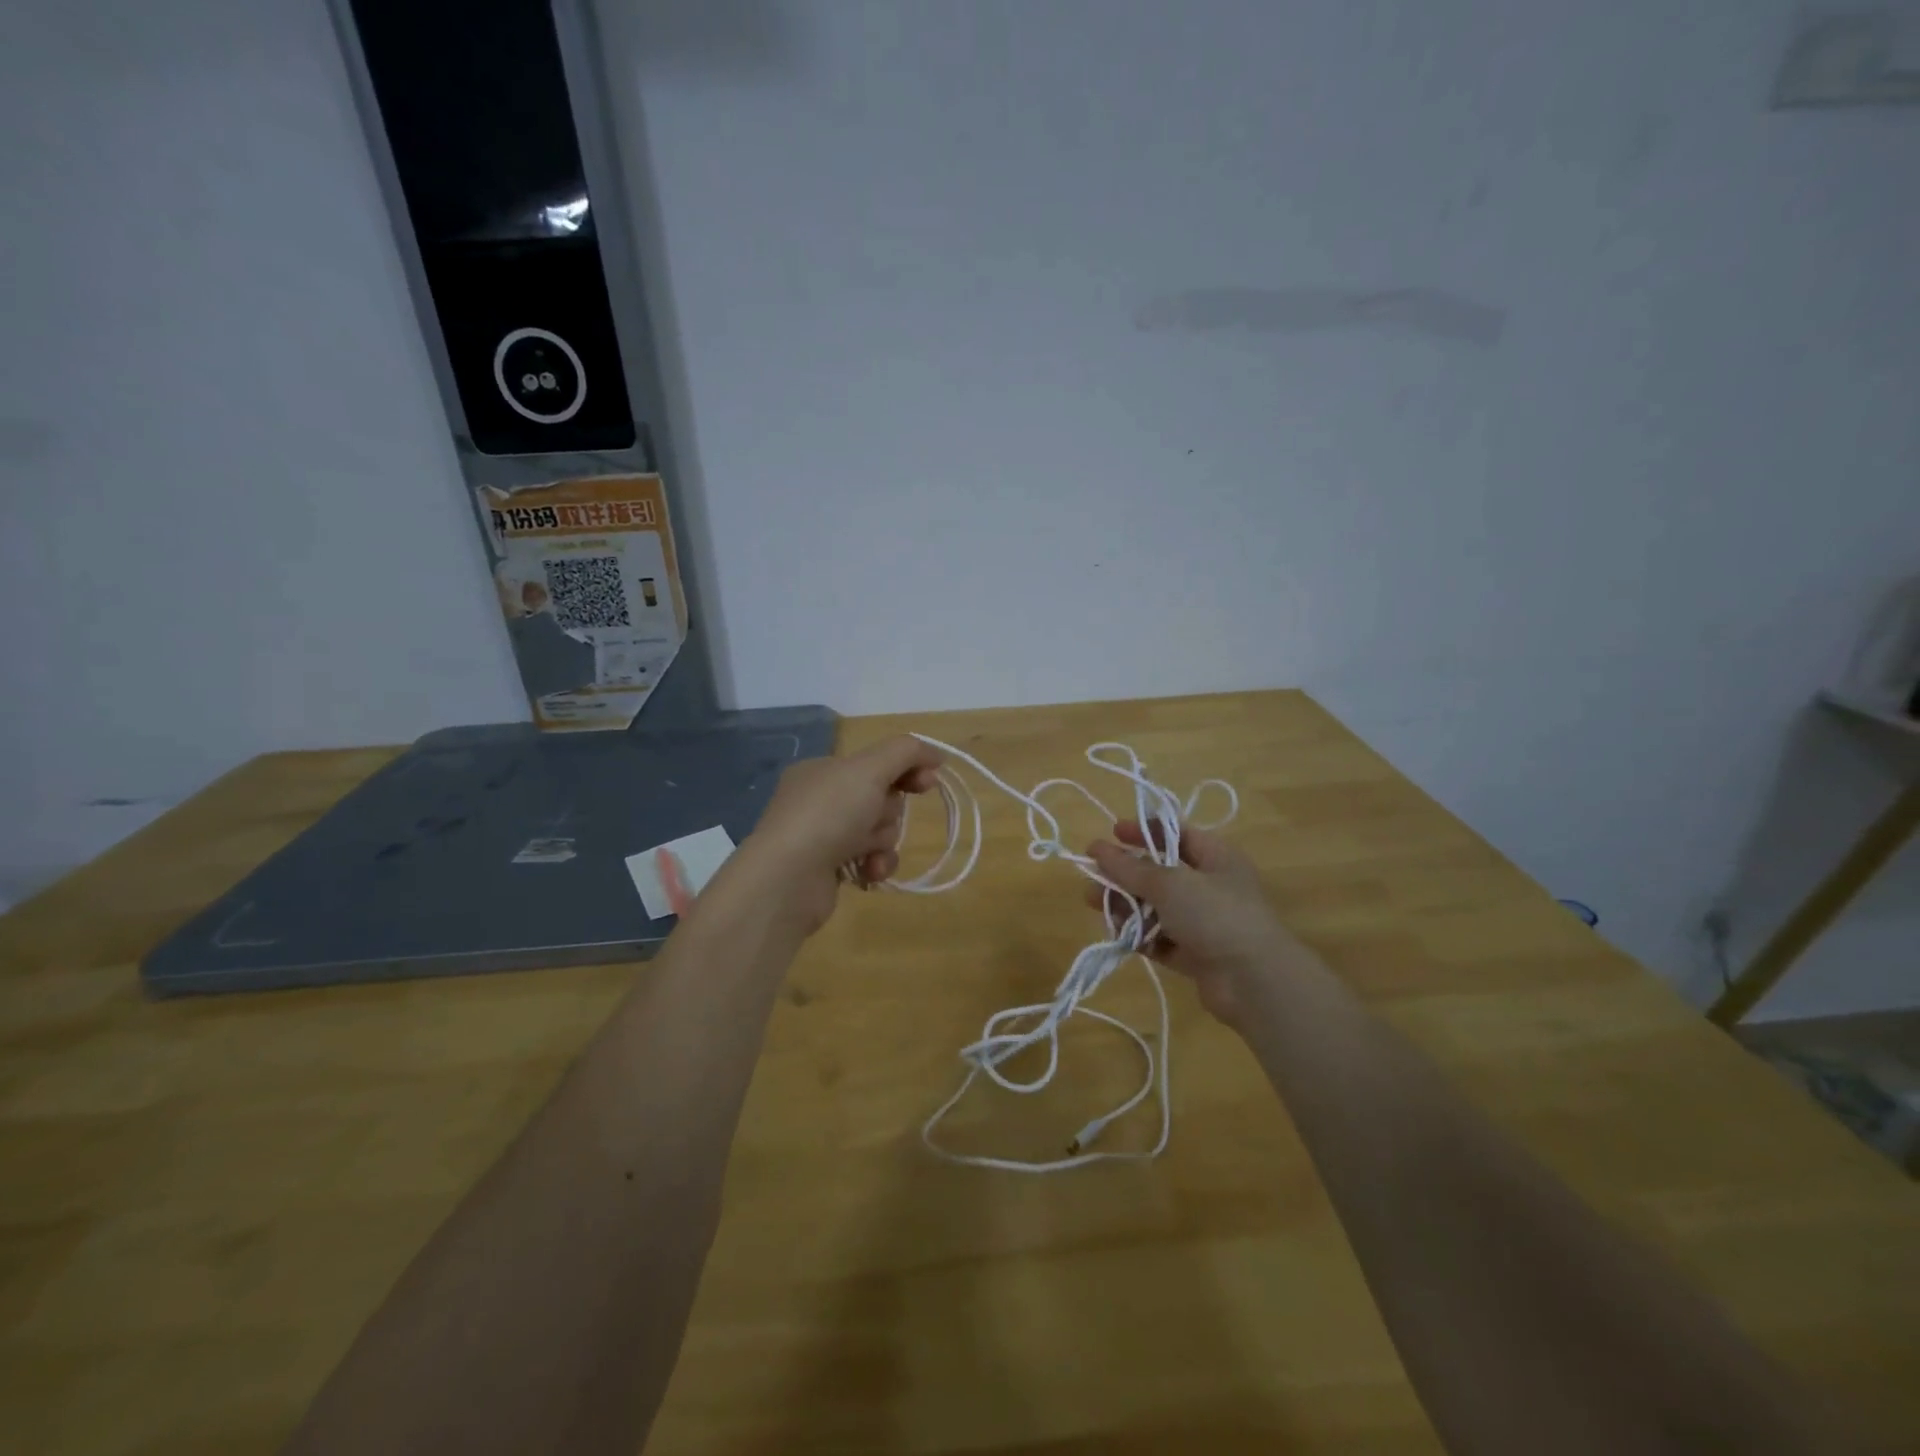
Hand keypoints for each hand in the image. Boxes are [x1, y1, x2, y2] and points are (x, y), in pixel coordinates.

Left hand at [730, 735, 944, 934]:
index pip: (875, 761)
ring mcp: (822, 836)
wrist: (788, 879)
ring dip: (883, 841)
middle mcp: (819, 799)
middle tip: (876, 818)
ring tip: (867, 852)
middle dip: (888, 811)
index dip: (907, 768)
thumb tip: (935, 755)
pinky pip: (868, 859)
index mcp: (822, 769)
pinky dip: (874, 864)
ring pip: (878, 830)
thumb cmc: (828, 814)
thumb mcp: (869, 769)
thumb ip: (906, 753)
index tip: (929, 781)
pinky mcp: (828, 869)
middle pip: (880, 797)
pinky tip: (868, 871)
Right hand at [1083, 822, 1305, 1026]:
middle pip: (1159, 872)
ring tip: (1094, 904)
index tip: (1111, 834)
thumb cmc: (1215, 915)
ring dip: (1125, 904)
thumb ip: (1129, 868)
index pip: (1175, 833)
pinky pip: (1159, 937)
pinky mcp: (1195, 954)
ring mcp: (1203, 921)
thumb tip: (1097, 848)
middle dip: (1124, 874)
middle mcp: (1210, 885)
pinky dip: (1140, 934)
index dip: (1142, 831)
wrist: (1255, 982)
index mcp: (1215, 857)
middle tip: (1092, 876)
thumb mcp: (1169, 883)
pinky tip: (1119, 934)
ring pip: (1155, 906)